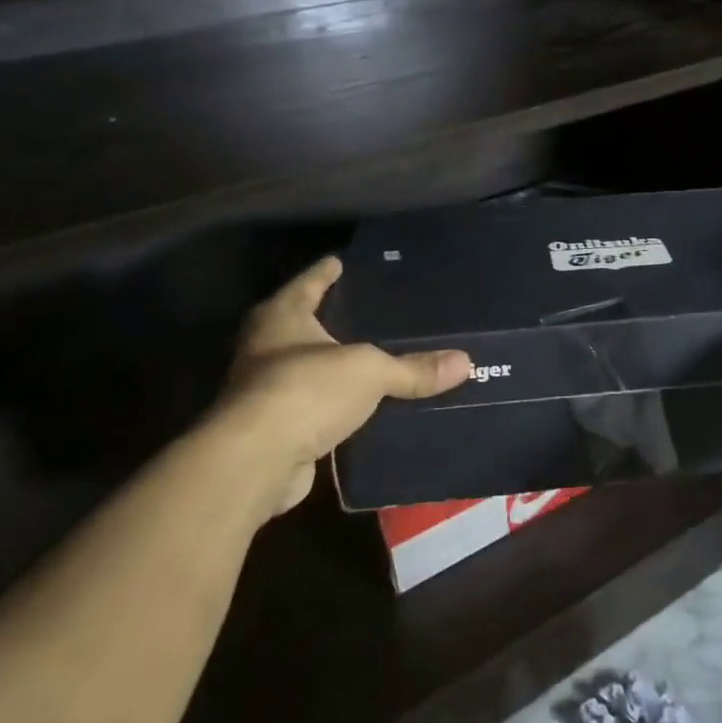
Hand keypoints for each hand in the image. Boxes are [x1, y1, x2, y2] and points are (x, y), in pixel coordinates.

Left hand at [210, 256, 471, 518]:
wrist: (255, 461)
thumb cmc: (306, 390)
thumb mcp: (370, 371)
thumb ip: (413, 368)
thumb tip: (465, 363)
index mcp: (282, 317)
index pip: (309, 282)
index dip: (327, 271)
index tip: (342, 260)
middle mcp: (266, 348)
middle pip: (303, 324)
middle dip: (332, 319)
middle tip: (372, 309)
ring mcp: (266, 390)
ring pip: (309, 368)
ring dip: (335, 366)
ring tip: (376, 356)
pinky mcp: (275, 429)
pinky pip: (315, 407)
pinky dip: (336, 405)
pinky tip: (365, 405)